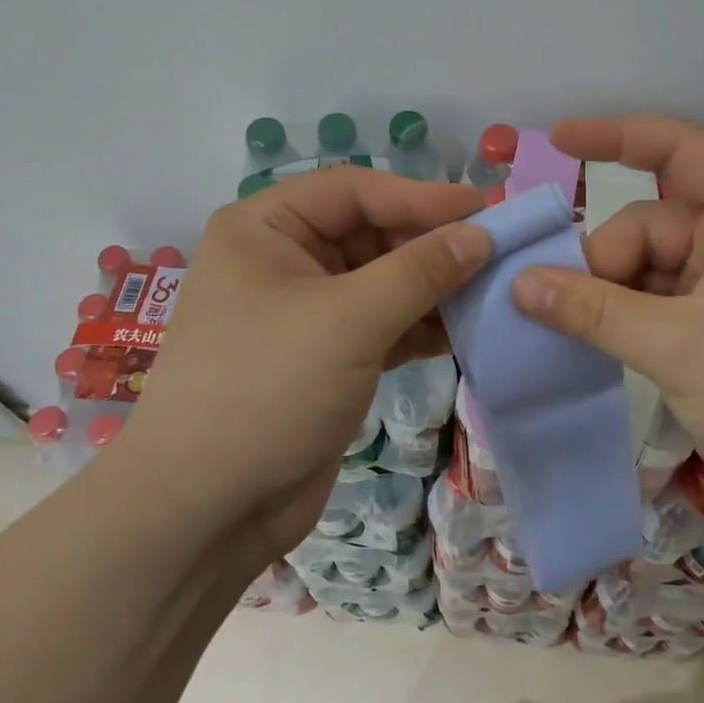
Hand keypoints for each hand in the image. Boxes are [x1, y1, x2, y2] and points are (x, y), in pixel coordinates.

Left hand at [126, 168, 490, 565]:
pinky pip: (382, 324)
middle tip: (499, 252)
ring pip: (382, 281)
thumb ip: (420, 271)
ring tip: (493, 291)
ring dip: (433, 287)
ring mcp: (304, 311)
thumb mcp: (348, 320)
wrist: (204, 512)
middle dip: (431, 245)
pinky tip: (465, 331)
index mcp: (265, 228)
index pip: (355, 191)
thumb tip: (481, 234)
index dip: (422, 196)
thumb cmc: (266, 390)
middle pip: (371, 233)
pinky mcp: (325, 357)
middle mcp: (282, 259)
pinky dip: (419, 326)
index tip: (487, 208)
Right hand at [510, 116, 703, 525]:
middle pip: (649, 223)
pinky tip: (582, 340)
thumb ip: (594, 310)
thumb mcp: (680, 348)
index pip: (681, 150)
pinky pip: (651, 306)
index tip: (556, 140)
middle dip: (602, 258)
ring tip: (562, 326)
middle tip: (560, 304)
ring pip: (644, 269)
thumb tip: (518, 282)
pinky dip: (617, 319)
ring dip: (603, 293)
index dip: (617, 136)